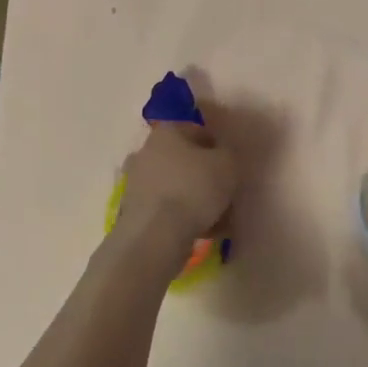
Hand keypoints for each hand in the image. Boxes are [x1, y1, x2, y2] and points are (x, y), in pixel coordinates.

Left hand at [117, 121, 236, 256]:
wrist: (156, 234)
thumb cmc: (194, 188)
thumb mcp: (228, 164)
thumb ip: (228, 155)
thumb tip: (222, 158)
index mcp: (167, 131)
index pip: (200, 133)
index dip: (220, 150)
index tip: (231, 170)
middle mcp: (148, 151)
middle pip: (188, 162)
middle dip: (207, 178)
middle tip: (225, 196)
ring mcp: (138, 181)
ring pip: (179, 187)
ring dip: (197, 200)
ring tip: (218, 221)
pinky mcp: (135, 209)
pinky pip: (168, 208)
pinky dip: (183, 217)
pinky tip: (202, 232)